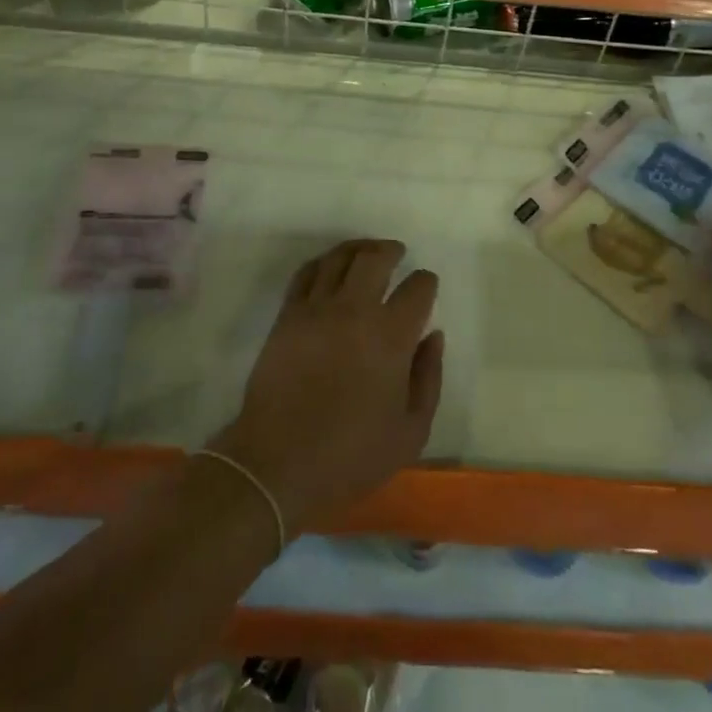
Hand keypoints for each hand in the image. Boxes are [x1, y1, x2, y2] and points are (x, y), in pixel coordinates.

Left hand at [211, 239, 442, 532]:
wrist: (278, 462)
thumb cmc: (351, 454)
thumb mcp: (411, 431)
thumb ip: (428, 378)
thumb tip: (432, 336)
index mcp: (391, 336)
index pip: (417, 289)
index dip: (426, 282)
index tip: (425, 286)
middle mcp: (355, 310)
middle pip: (375, 258)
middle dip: (391, 251)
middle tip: (397, 254)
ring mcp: (316, 309)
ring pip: (339, 257)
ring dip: (358, 248)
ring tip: (367, 252)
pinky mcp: (287, 316)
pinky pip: (306, 273)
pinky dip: (322, 263)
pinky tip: (330, 268)